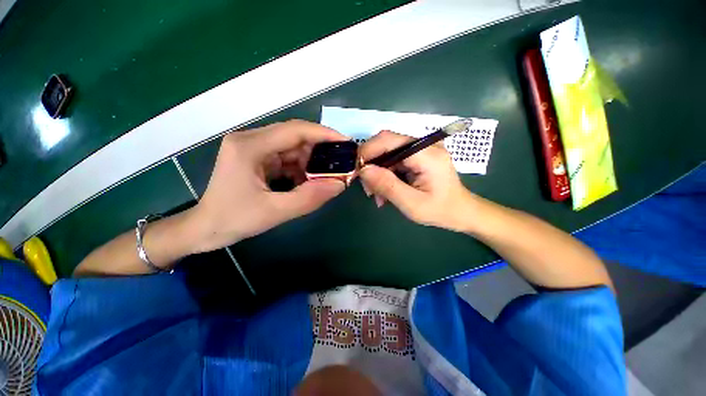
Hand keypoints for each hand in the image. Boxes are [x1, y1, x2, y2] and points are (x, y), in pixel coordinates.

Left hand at [189, 120, 347, 252]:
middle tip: (341, 164)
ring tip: (328, 176)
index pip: (295, 130)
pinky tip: (309, 181)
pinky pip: (287, 158)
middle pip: (295, 137)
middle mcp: (251, 140)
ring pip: (293, 148)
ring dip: (312, 162)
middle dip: (321, 151)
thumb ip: (310, 198)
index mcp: (250, 147)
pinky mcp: (258, 157)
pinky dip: (302, 169)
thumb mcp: (275, 212)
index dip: (324, 135)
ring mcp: (254, 148)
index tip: (346, 143)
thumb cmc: (234, 220)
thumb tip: (340, 184)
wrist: (206, 228)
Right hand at [358, 130, 475, 231]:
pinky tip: (385, 191)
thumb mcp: (411, 204)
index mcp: (426, 154)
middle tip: (368, 190)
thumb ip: (387, 185)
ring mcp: (422, 149)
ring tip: (378, 195)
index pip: (388, 140)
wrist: (461, 212)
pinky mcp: (418, 156)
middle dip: (371, 166)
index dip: (367, 152)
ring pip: (387, 153)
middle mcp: (424, 145)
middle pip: (385, 145)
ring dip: (377, 173)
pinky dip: (386, 175)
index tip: (357, 173)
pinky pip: (394, 160)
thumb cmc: (440, 211)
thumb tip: (363, 170)